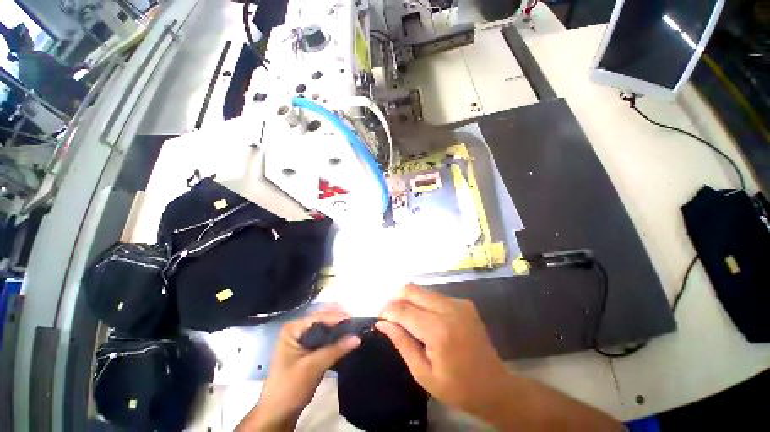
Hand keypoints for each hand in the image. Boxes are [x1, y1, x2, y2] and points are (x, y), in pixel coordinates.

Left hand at [237, 305, 360, 431]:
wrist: (278, 413)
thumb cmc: (290, 387)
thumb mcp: (313, 367)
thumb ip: (335, 349)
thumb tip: (357, 337)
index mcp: (293, 328)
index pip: (318, 317)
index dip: (336, 316)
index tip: (353, 319)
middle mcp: (297, 329)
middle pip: (322, 318)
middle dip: (338, 319)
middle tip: (355, 322)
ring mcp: (302, 338)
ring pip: (324, 326)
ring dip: (338, 327)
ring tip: (353, 328)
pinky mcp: (308, 348)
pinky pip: (324, 336)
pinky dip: (335, 336)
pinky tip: (345, 337)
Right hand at [376, 284, 508, 418]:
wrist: (495, 387)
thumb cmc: (457, 388)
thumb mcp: (423, 373)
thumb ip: (401, 343)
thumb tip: (382, 323)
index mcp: (439, 330)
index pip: (403, 310)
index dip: (387, 311)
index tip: (379, 319)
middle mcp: (449, 309)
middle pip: (412, 290)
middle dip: (395, 298)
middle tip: (388, 315)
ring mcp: (458, 303)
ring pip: (422, 290)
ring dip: (408, 300)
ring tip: (403, 318)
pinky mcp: (463, 302)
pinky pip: (434, 296)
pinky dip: (422, 303)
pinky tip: (423, 319)